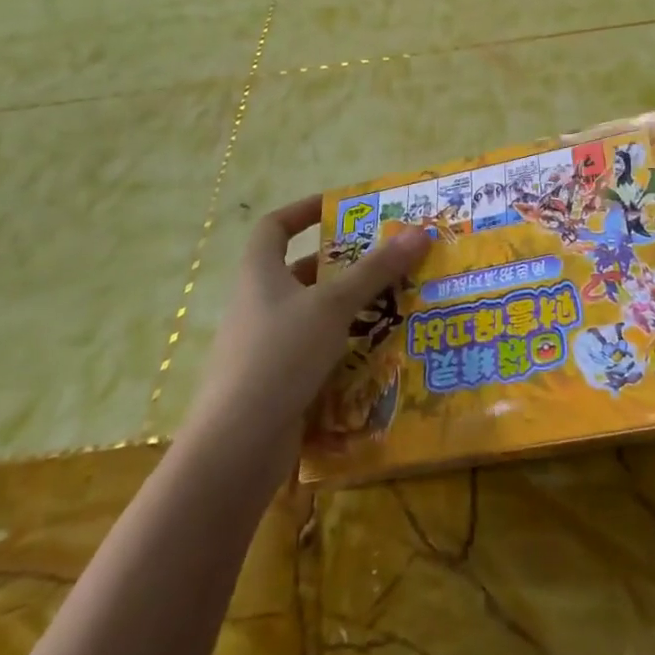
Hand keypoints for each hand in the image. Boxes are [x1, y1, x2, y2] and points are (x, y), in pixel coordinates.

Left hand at [188, 196, 429, 454]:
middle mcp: (257, 304)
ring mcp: (263, 346)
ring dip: (347, 307)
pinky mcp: (274, 382)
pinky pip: (313, 351)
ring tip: (393, 303)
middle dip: (342, 264)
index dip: (304, 211)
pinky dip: (341, 346)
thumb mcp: (333, 306)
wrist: (235, 448)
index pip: (274, 227)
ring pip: (311, 313)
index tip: (340, 207)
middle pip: (299, 271)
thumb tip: (420, 231)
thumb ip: (376, 270)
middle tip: (386, 260)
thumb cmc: (280, 356)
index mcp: (259, 273)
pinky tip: (375, 352)